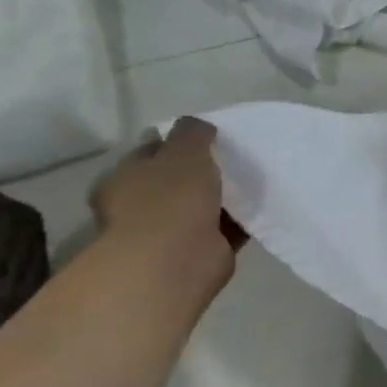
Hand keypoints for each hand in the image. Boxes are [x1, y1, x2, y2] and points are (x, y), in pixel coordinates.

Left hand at [92, 117, 238, 286]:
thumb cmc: (171, 197)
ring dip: (223, 198)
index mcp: (125, 179)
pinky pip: (224, 229)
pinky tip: (261, 207)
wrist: (177, 259)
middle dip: (203, 171)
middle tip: (234, 157)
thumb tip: (199, 126)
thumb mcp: (184, 150)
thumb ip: (192, 133)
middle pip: (177, 181)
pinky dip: (240, 221)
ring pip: (202, 206)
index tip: (208, 137)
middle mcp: (141, 206)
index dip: (177, 142)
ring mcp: (169, 233)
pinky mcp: (199, 252)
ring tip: (254, 180)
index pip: (151, 153)